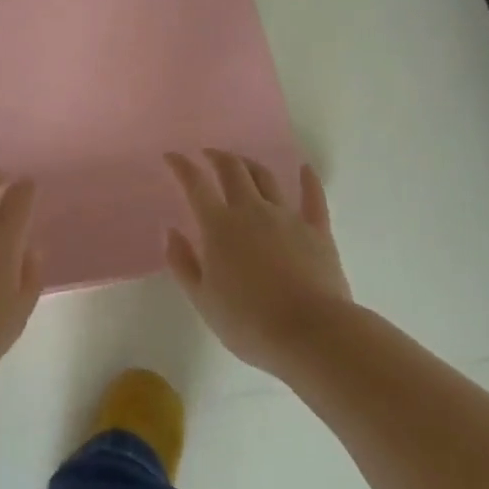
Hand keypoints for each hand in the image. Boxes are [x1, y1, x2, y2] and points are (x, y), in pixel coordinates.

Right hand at [164, 150, 351, 378]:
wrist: (311, 334)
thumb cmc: (250, 323)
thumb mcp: (203, 300)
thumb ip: (183, 263)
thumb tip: (171, 231)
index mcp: (219, 226)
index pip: (195, 185)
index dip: (181, 166)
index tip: (172, 156)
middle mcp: (252, 211)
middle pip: (233, 170)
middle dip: (217, 156)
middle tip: (208, 154)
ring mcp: (287, 217)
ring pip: (266, 178)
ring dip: (250, 164)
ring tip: (242, 163)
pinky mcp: (317, 229)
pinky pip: (313, 197)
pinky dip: (308, 180)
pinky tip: (305, 169)